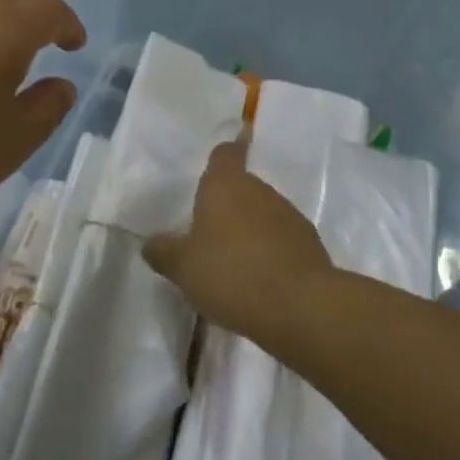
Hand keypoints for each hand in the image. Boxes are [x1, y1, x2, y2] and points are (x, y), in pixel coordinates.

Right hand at [143, 133, 334, 346]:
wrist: (300, 306)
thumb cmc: (231, 274)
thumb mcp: (183, 268)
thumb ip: (164, 252)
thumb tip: (150, 243)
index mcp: (225, 184)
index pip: (225, 153)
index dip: (223, 154)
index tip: (223, 156)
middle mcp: (259, 189)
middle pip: (241, 187)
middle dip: (228, 206)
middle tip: (210, 235)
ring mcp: (288, 214)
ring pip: (262, 214)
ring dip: (250, 230)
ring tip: (234, 265)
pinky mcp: (309, 242)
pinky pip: (282, 239)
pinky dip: (271, 252)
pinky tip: (261, 281)